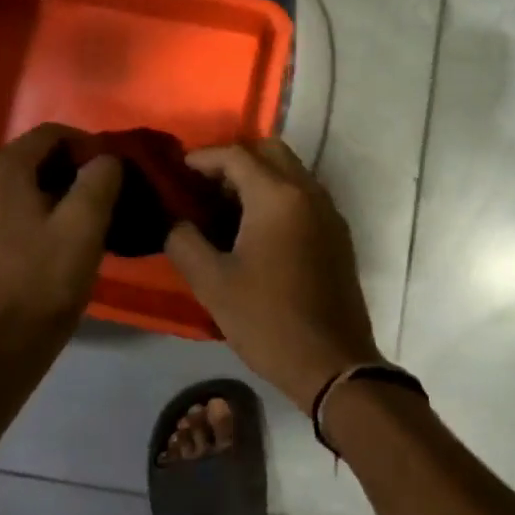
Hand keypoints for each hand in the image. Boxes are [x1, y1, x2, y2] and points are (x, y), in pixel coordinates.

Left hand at [0, 123, 121, 353]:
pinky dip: (32, 210)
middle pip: (32, 157)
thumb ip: (101, 177)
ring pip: (19, 183)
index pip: (50, 134)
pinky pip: (5, 207)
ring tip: (83, 214)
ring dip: (53, 189)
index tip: (113, 169)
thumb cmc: (48, 279)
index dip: (87, 145)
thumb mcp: (86, 224)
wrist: (7, 343)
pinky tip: (53, 235)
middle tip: (104, 192)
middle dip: (70, 167)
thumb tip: (106, 158)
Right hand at [165, 139, 384, 412]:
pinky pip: (305, 196)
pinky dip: (279, 196)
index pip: (236, 155)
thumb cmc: (267, 321)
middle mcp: (309, 192)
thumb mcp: (212, 284)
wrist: (332, 362)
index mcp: (278, 197)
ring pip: (291, 172)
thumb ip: (184, 241)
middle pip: (270, 152)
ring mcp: (329, 212)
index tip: (178, 172)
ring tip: (225, 209)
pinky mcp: (338, 234)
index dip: (202, 158)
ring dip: (259, 178)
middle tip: (204, 188)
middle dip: (234, 161)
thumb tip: (175, 221)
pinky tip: (256, 230)